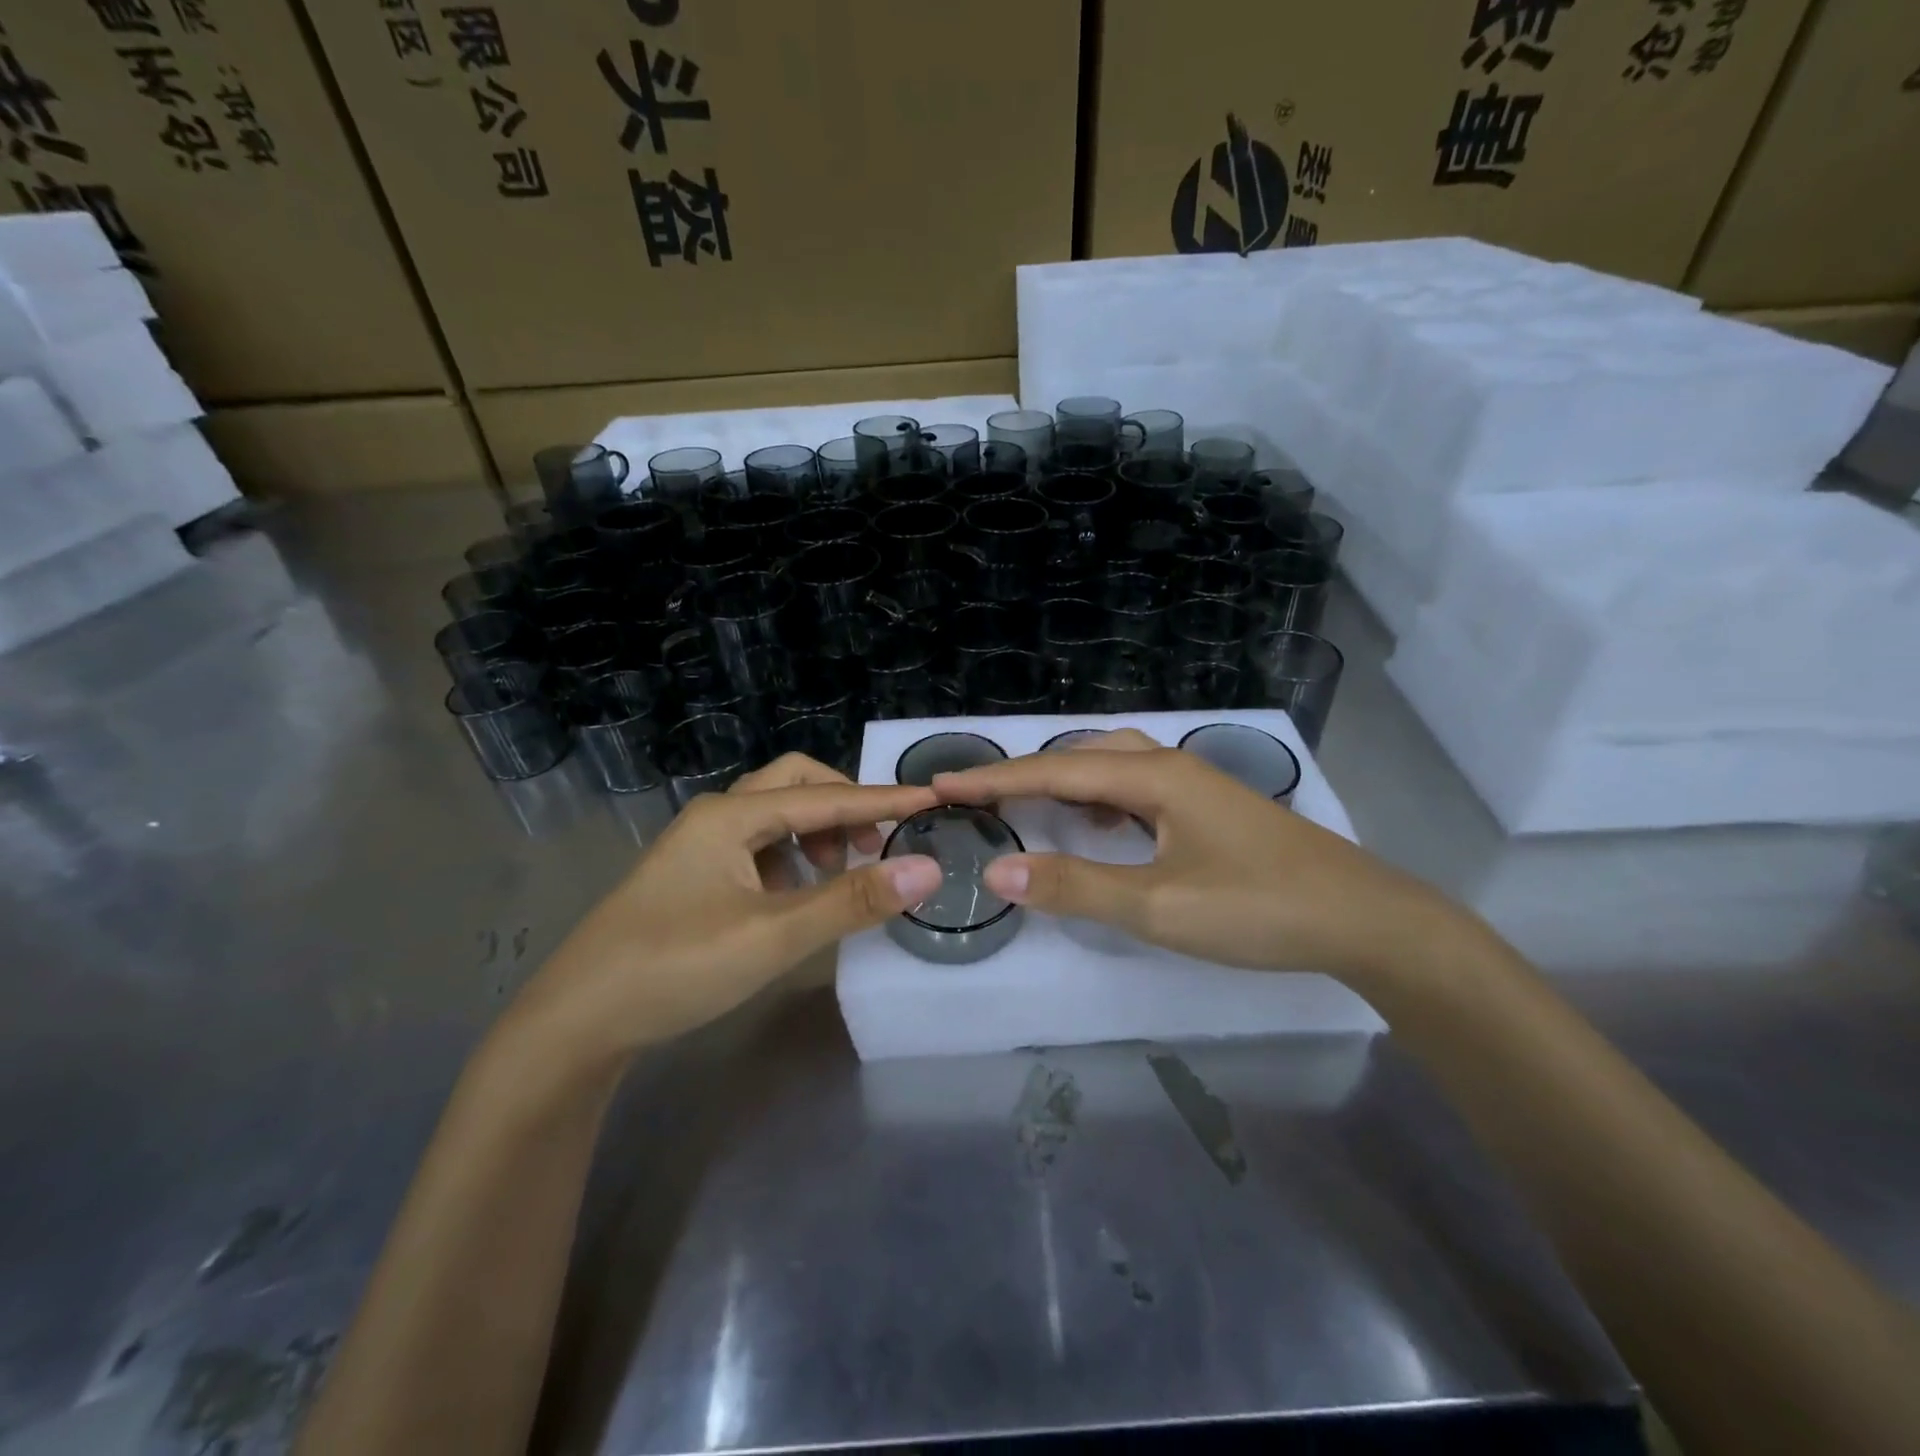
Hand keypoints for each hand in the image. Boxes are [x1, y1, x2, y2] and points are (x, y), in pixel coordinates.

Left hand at [514, 755, 940, 1058]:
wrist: (576, 1021)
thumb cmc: (675, 968)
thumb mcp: (773, 936)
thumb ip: (851, 901)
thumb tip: (927, 869)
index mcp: (732, 816)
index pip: (827, 797)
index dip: (883, 801)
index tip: (934, 800)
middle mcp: (716, 817)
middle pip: (795, 785)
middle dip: (844, 806)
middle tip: (879, 844)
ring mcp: (701, 846)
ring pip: (775, 815)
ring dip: (818, 832)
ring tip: (845, 872)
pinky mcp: (695, 876)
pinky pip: (759, 846)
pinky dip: (793, 858)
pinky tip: (800, 896)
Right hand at [934, 737, 1469, 986]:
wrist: (1364, 918)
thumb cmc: (1258, 908)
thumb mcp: (1158, 906)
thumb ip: (1075, 887)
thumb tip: (996, 872)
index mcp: (1152, 776)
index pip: (1053, 770)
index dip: (992, 779)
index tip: (938, 783)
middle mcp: (1170, 764)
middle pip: (1080, 755)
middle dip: (1024, 775)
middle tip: (977, 798)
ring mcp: (1194, 783)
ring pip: (1111, 766)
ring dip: (1064, 781)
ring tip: (1027, 805)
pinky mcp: (1209, 807)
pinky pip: (1136, 787)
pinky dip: (1100, 798)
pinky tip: (1099, 823)